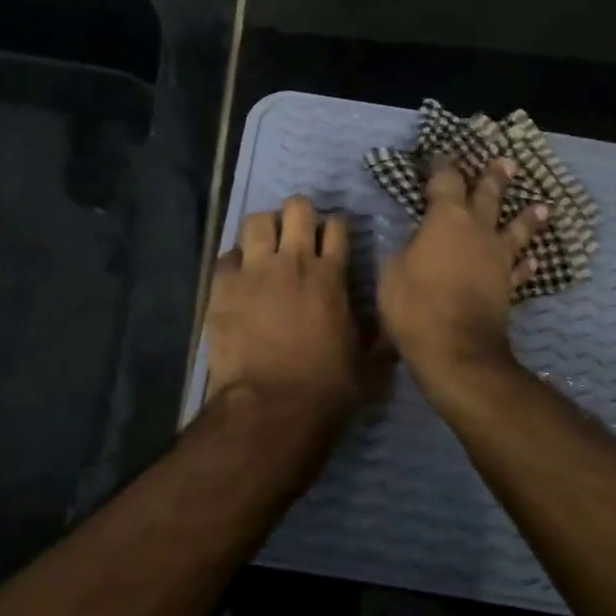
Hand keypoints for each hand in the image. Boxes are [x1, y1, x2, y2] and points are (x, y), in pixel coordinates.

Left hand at [205, 195, 378, 432]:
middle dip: (298, 213)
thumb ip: (379, 338)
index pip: (336, 226)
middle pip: (296, 208)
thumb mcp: (368, 364)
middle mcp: (293, 261)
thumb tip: (393, 329)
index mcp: (331, 275)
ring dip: (263, 228)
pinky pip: (226, 256)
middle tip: (296, 231)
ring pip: (256, 221)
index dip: (335, 226)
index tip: (331, 237)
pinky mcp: (222, 287)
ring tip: (264, 245)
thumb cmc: (326, 388)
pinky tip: (237, 276)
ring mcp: (254, 270)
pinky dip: (234, 261)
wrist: (271, 407)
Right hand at [377, 157, 545, 386]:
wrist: (455, 348)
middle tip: (507, 162)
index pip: (445, 180)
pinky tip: (534, 260)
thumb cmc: (415, 304)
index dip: (442, 166)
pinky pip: (520, 269)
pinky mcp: (508, 286)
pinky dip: (526, 264)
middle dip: (495, 177)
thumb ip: (405, 249)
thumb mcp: (392, 271)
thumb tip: (414, 243)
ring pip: (516, 229)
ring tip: (542, 205)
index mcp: (446, 218)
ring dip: (528, 216)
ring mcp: (497, 258)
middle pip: (489, 195)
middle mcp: (478, 230)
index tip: (441, 156)